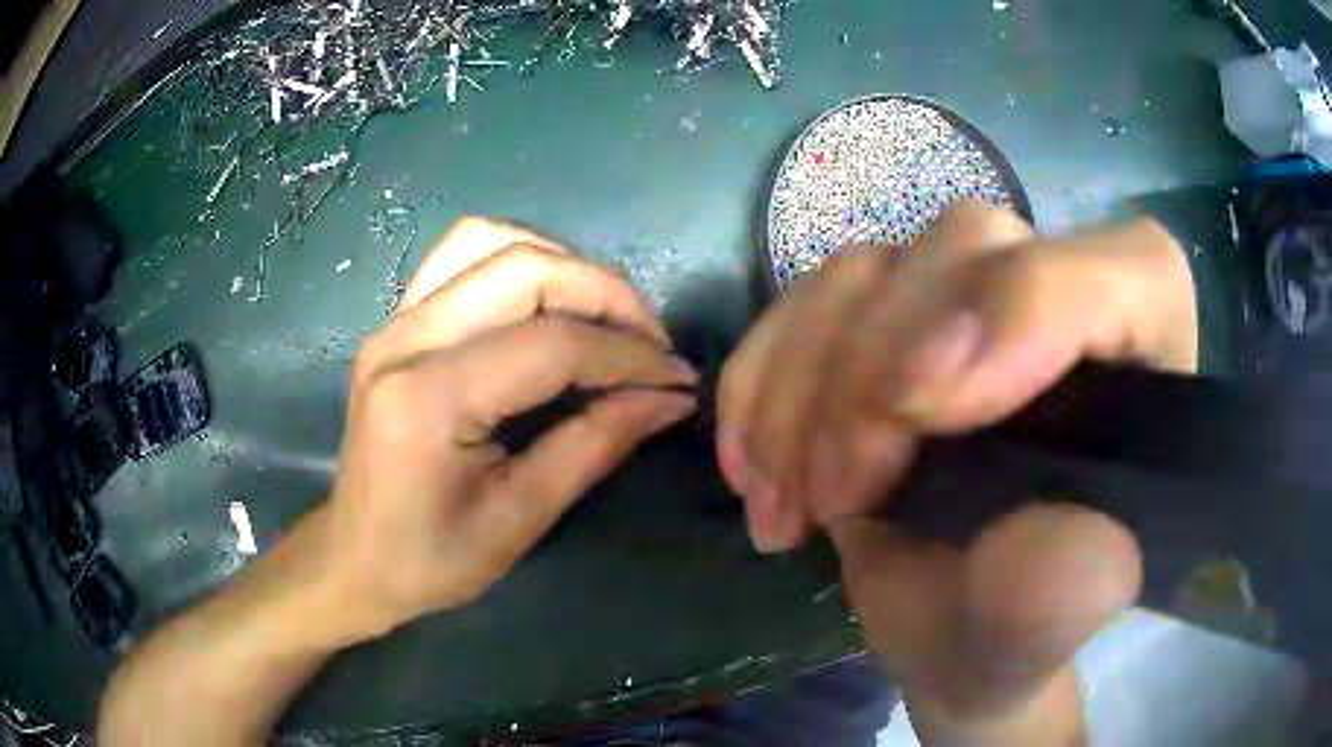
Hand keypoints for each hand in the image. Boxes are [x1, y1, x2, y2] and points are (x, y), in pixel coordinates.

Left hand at [317, 218, 695, 638]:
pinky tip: (547, 301)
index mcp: (429, 399)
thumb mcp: (519, 518)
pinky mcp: (397, 320)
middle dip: (606, 296)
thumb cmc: (430, 559)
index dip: (628, 357)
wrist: (354, 558)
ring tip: (604, 318)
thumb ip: (594, 446)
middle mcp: (405, 339)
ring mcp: (394, 321)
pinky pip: (463, 255)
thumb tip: (668, 399)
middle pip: (525, 270)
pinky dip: (519, 261)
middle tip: (651, 345)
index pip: (551, 345)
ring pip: (491, 242)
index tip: (678, 380)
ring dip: (563, 265)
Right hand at [716, 202, 1196, 737]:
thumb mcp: (1034, 635)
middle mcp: (1063, 296)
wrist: (946, 634)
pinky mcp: (891, 311)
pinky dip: (762, 382)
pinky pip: (806, 302)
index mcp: (1143, 361)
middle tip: (839, 495)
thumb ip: (1061, 594)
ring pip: (869, 268)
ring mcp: (968, 294)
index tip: (919, 413)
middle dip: (879, 371)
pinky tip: (757, 470)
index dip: (1025, 312)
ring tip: (790, 506)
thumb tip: (1051, 537)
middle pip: (969, 246)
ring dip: (804, 388)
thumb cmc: (1008, 632)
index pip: (1116, 276)